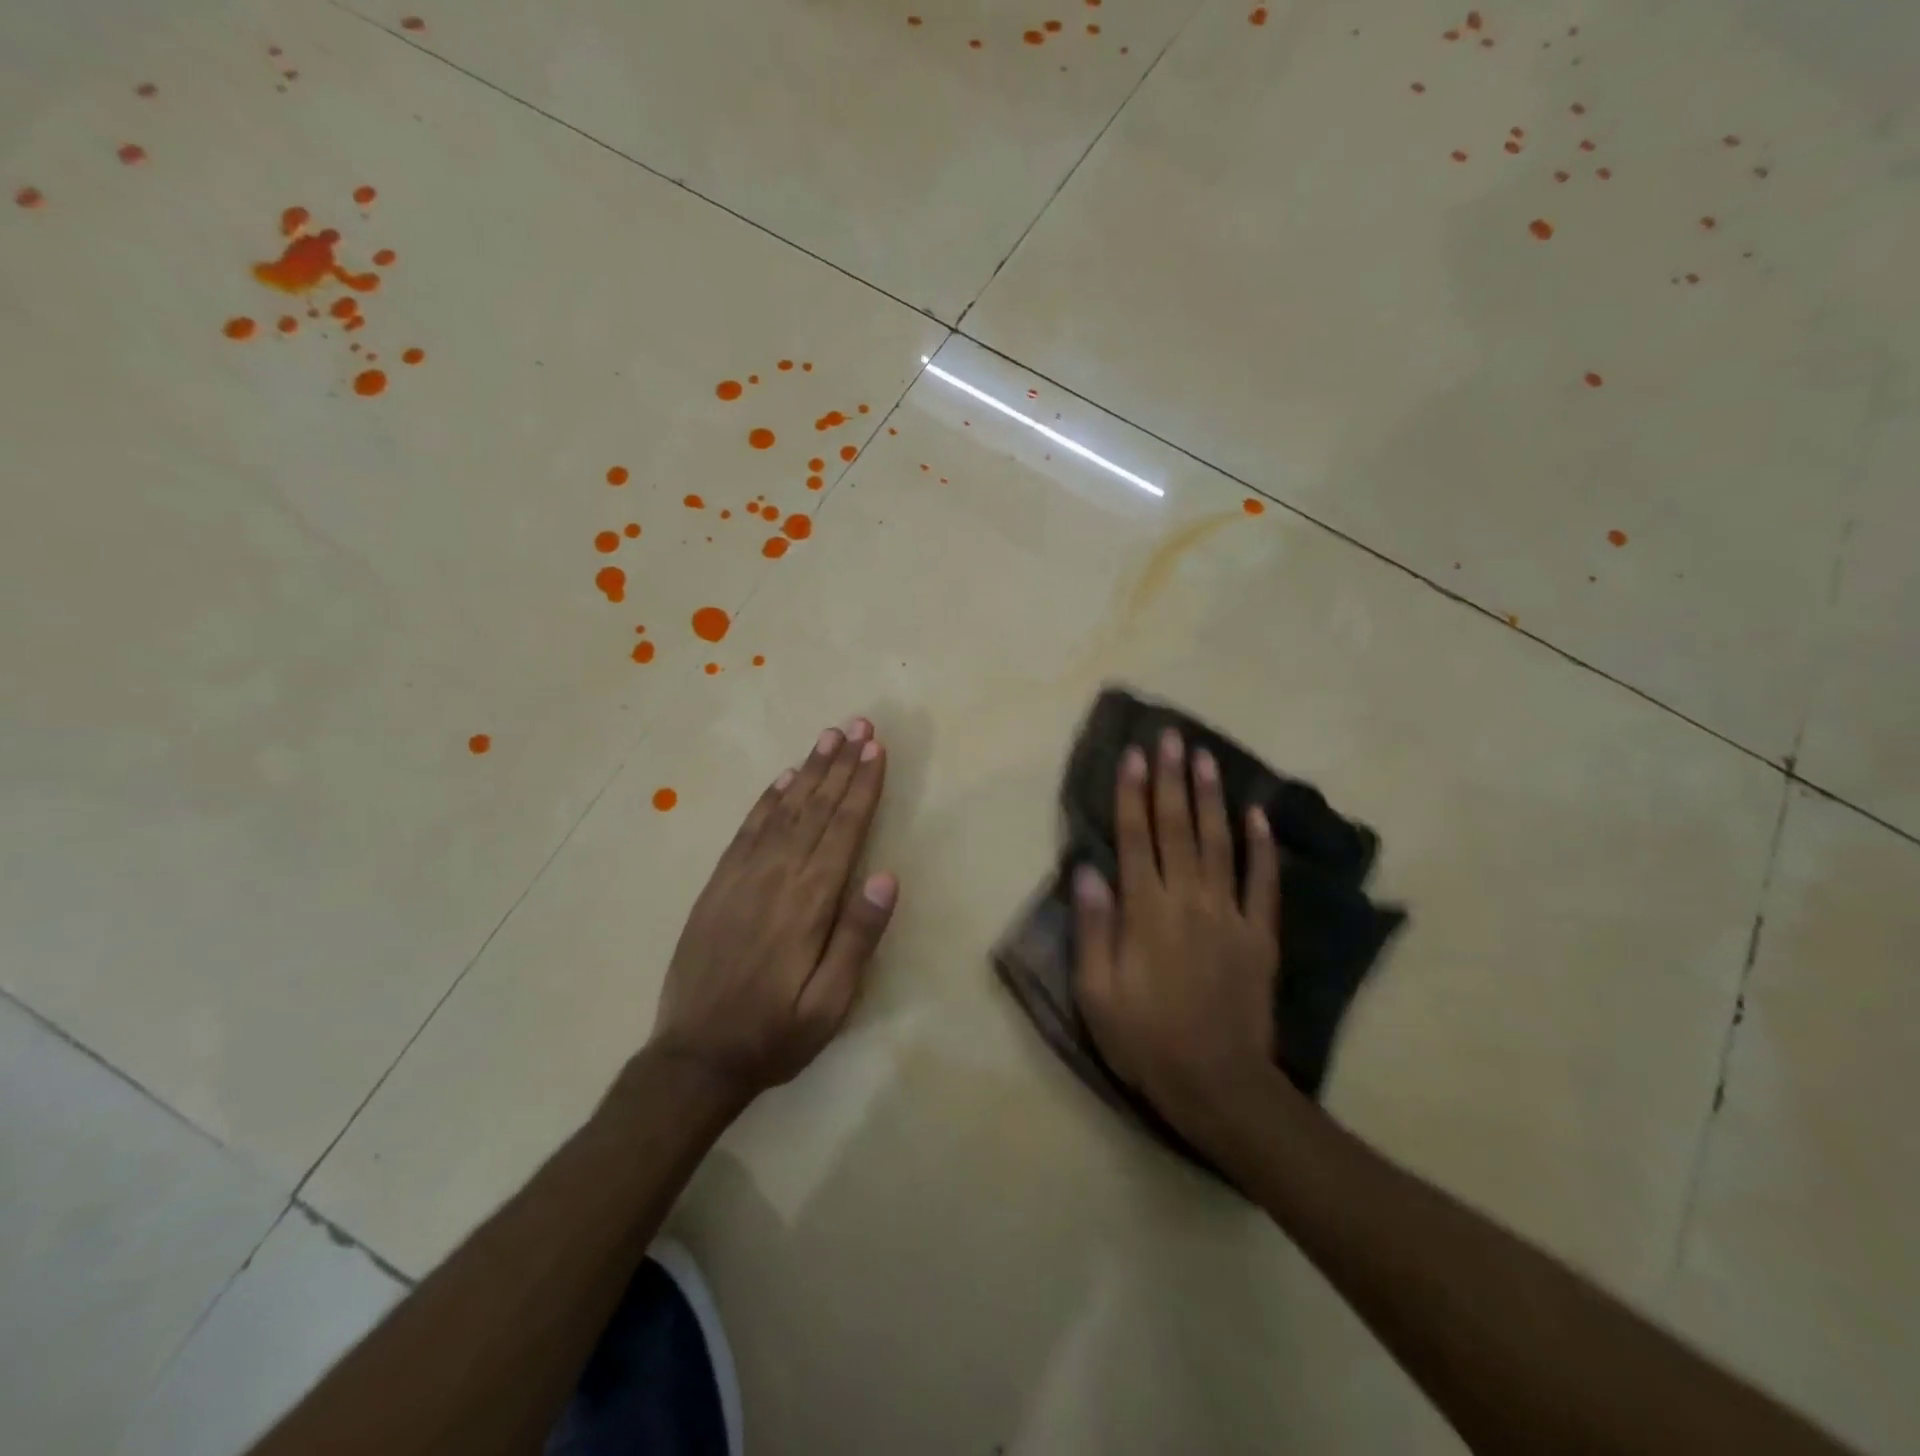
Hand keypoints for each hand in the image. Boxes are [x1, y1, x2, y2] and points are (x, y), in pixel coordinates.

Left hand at [649, 717, 898, 1100]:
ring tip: (828, 737)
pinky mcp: (718, 885)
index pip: (844, 829)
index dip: (862, 786)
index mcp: (809, 902)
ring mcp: (742, 877)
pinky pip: (747, 830)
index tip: (876, 749)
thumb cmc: (775, 1034)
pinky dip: (768, 800)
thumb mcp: (830, 1003)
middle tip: (859, 725)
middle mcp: (777, 877)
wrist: (695, 1057)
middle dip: (841, 765)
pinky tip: (783, 780)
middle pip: (816, 809)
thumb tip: (886, 877)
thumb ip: (857, 938)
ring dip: (809, 771)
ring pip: (783, 810)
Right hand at [1073, 729, 1282, 1132]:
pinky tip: (1258, 815)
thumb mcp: (1097, 992)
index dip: (1132, 793)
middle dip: (1171, 779)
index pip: (1135, 838)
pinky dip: (1261, 847)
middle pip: (1177, 828)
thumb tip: (1087, 869)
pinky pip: (1263, 883)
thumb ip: (1094, 927)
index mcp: (1146, 912)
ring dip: (1211, 798)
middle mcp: (1188, 900)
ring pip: (1219, 843)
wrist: (1218, 1085)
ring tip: (1207, 758)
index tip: (1134, 754)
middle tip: (1171, 737)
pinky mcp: (1260, 936)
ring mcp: (1229, 916)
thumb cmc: (1146, 1040)